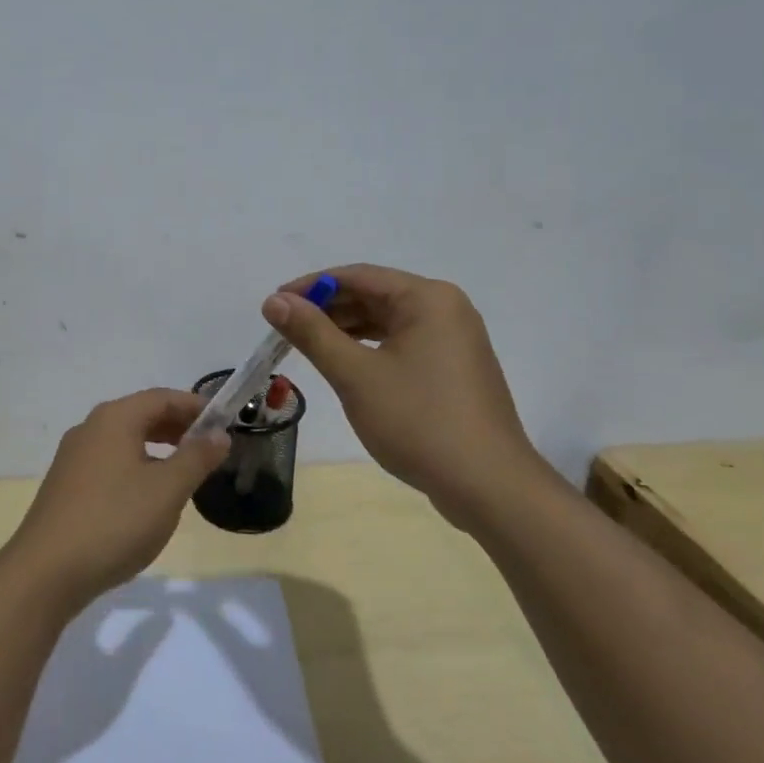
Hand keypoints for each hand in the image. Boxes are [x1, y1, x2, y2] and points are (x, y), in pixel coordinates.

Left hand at [1, 389, 229, 609]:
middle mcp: (90, 428)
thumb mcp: (167, 490)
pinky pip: (110, 461)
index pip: (162, 397)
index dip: (195, 406)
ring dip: (158, 448)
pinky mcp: (67, 485)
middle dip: (178, 426)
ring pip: (125, 440)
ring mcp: (74, 457)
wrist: (46, 572)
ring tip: (186, 470)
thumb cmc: (114, 521)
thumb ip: (196, 458)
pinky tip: (149, 496)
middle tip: (211, 447)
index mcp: (114, 419)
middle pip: (141, 415)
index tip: (225, 422)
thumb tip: (218, 435)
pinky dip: (137, 465)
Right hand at [262, 265, 559, 528]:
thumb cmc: (419, 422)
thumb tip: (274, 301)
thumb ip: (312, 333)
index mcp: (427, 298)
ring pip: (387, 321)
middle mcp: (445, 308)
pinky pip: (402, 343)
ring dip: (346, 329)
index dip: (311, 286)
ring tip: (306, 346)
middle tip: (285, 328)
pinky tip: (345, 364)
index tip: (274, 303)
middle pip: (374, 295)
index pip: (357, 276)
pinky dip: (370, 348)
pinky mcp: (454, 367)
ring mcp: (454, 339)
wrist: (489, 486)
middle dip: (327, 309)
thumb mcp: (355, 374)